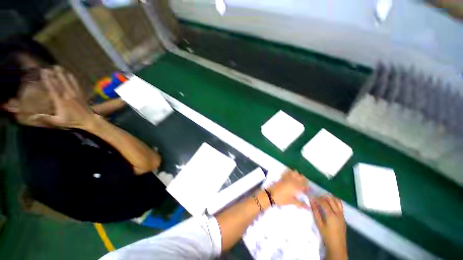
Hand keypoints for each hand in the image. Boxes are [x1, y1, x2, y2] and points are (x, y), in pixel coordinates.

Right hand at [30, 66, 95, 128]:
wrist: (89, 120)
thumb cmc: (73, 121)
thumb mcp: (58, 121)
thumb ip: (46, 118)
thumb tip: (32, 117)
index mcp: (61, 101)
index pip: (52, 88)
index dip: (48, 79)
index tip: (43, 72)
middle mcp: (68, 96)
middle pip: (60, 83)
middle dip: (54, 74)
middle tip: (48, 67)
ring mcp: (76, 94)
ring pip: (68, 82)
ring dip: (62, 74)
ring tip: (58, 67)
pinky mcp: (81, 94)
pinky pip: (76, 85)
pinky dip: (72, 79)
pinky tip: (70, 74)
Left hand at [267, 170, 308, 208]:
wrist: (271, 195)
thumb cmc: (282, 199)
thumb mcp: (292, 202)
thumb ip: (301, 204)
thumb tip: (308, 208)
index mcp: (296, 186)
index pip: (305, 184)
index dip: (307, 188)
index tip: (307, 192)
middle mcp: (292, 180)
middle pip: (301, 177)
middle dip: (304, 180)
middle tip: (303, 186)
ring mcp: (287, 177)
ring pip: (295, 172)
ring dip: (298, 175)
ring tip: (298, 180)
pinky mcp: (282, 176)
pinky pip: (288, 171)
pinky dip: (291, 172)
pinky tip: (291, 176)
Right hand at [310, 196, 346, 259]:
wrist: (337, 246)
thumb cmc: (326, 235)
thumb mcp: (319, 224)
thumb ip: (315, 211)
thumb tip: (311, 201)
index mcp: (331, 215)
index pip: (323, 202)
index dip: (316, 198)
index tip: (310, 197)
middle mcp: (338, 213)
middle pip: (330, 199)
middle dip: (322, 197)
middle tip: (316, 198)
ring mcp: (342, 214)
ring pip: (336, 201)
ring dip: (329, 198)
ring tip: (322, 199)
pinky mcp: (343, 216)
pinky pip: (339, 205)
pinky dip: (334, 201)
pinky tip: (329, 204)